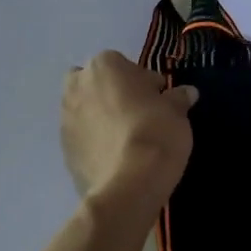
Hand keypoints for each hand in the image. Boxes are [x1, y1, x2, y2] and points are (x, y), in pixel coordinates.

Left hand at [61, 51, 196, 210]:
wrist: (128, 184)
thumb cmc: (155, 133)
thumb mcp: (176, 112)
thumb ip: (177, 98)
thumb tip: (186, 93)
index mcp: (104, 66)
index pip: (126, 66)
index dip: (145, 83)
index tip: (159, 100)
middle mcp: (77, 86)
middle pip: (96, 84)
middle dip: (112, 94)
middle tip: (137, 114)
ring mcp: (65, 118)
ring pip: (86, 110)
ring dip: (101, 117)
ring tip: (126, 138)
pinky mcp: (63, 149)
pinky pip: (82, 137)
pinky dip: (95, 141)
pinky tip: (116, 156)